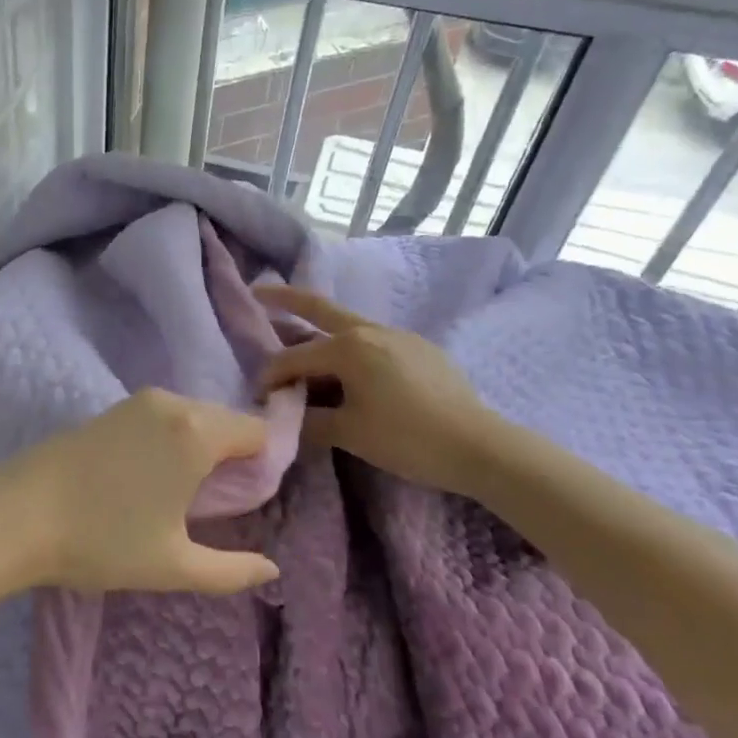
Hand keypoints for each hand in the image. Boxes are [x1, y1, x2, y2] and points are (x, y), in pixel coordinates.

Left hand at [0, 389, 281, 595]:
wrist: (17, 516)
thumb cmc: (102, 541)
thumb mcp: (173, 565)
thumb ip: (232, 571)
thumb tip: (270, 571)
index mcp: (196, 432)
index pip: (257, 432)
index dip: (260, 466)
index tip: (243, 502)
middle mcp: (172, 403)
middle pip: (226, 421)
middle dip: (230, 456)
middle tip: (211, 506)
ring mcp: (137, 400)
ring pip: (192, 417)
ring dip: (198, 447)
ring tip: (176, 495)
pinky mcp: (110, 407)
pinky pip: (162, 416)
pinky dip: (169, 439)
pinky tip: (146, 477)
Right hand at [255, 286, 506, 496]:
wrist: (480, 446)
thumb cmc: (407, 439)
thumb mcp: (349, 433)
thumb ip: (310, 420)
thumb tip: (284, 415)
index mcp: (348, 347)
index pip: (295, 357)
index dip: (271, 375)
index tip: (258, 395)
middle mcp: (370, 330)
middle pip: (319, 308)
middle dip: (286, 299)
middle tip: (259, 291)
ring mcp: (398, 335)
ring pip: (348, 325)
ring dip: (320, 328)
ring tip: (301, 338)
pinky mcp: (420, 348)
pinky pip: (373, 340)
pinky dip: (350, 347)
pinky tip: (351, 368)